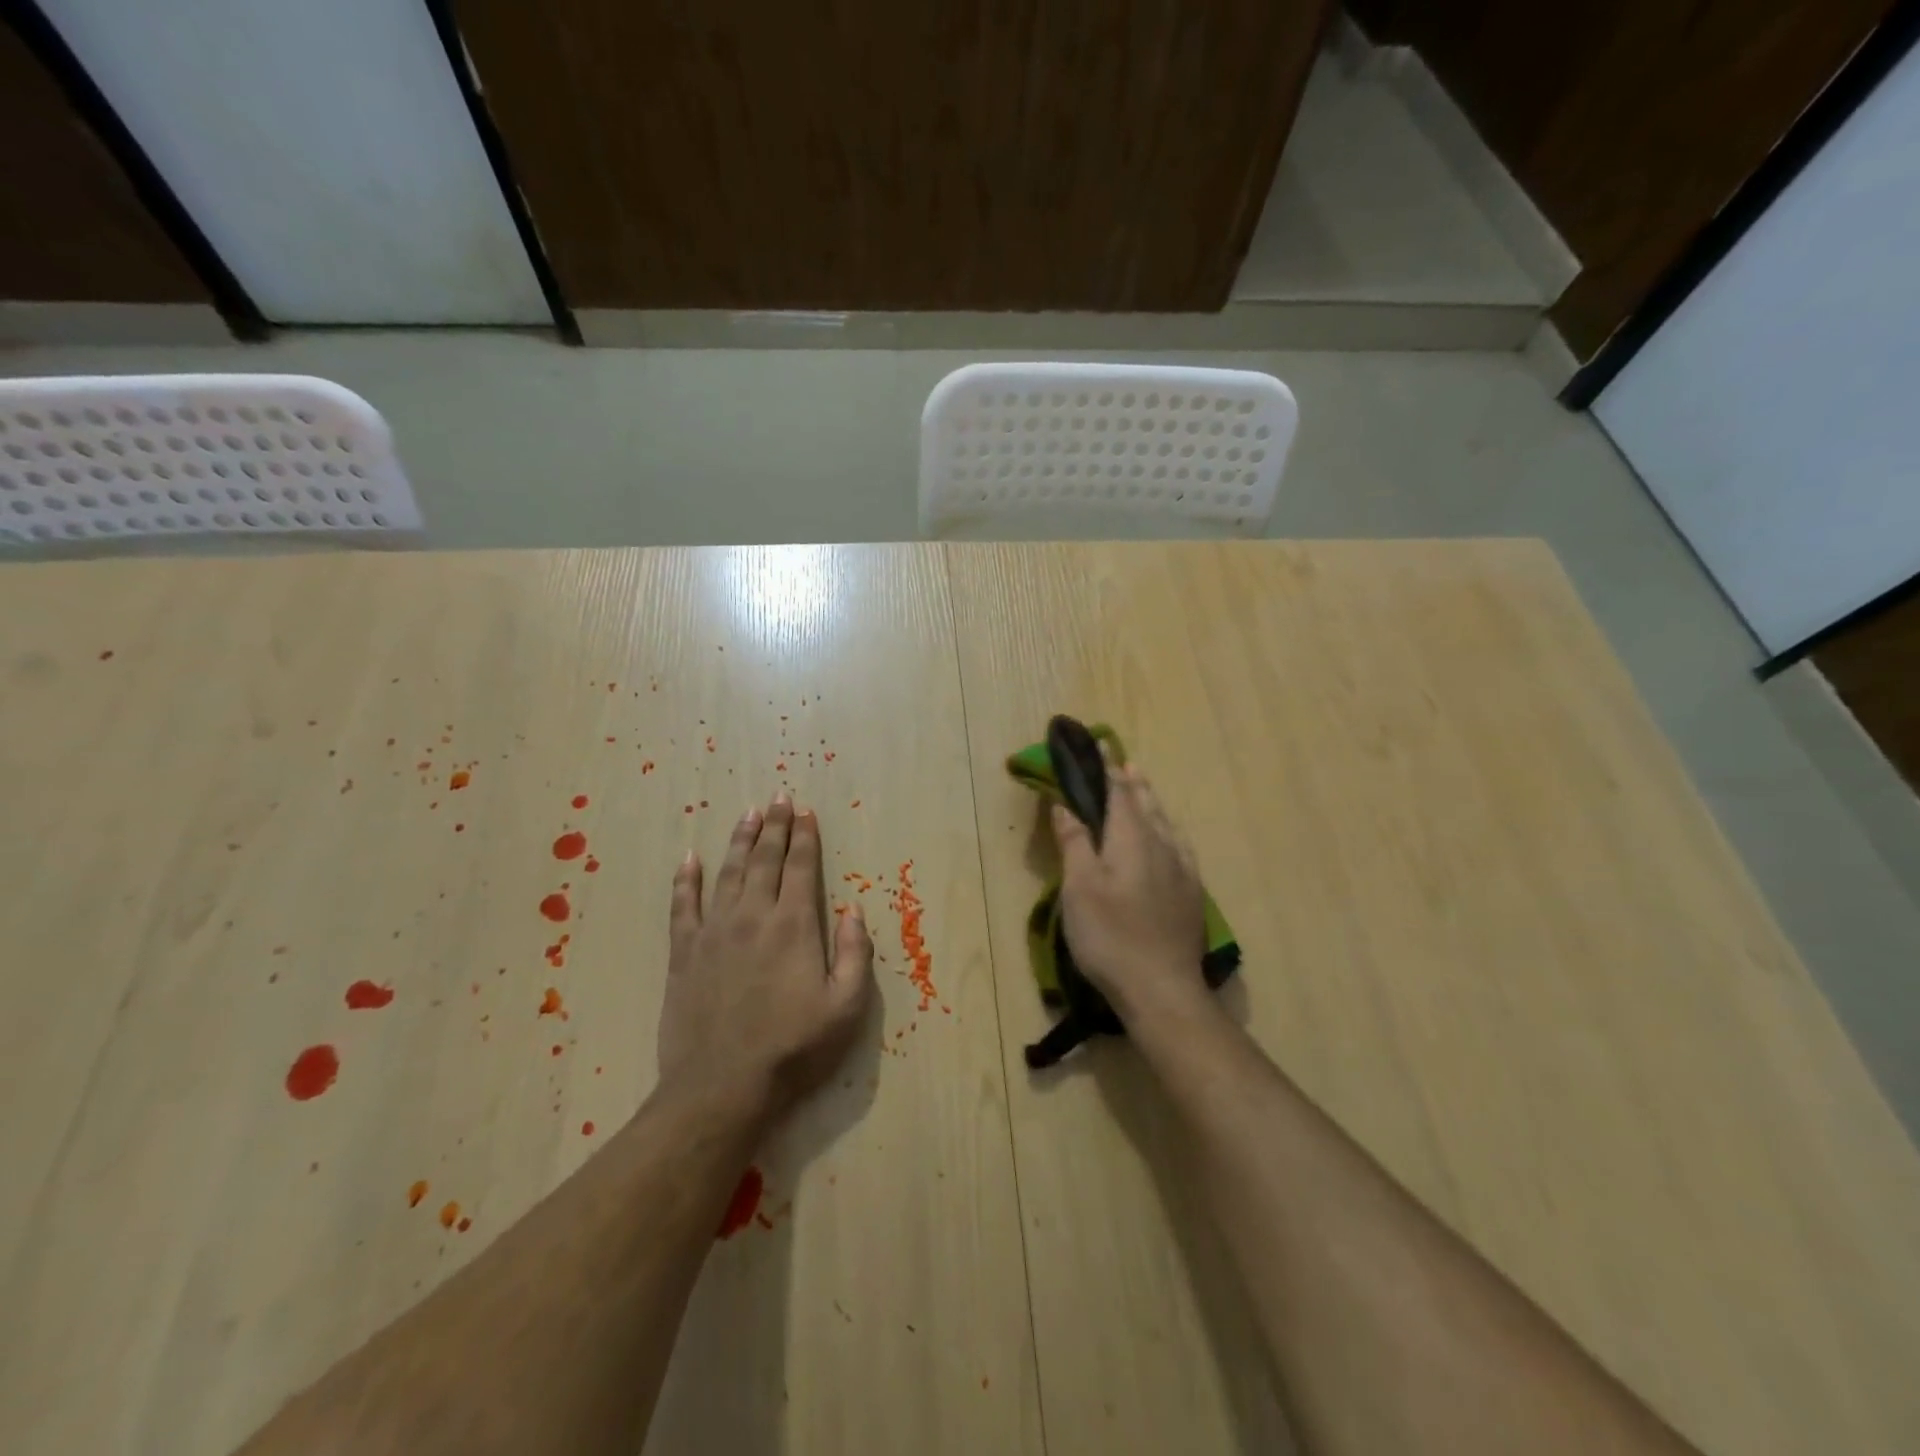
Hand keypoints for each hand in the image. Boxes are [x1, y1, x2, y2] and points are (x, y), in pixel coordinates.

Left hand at [659, 792, 875, 1125]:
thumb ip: (855, 954)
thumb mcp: (846, 1007)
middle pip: (765, 860)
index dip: (804, 837)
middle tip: (778, 797)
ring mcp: (714, 932)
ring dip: (739, 840)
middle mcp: (753, 916)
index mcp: (794, 926)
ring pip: (728, 873)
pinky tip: (689, 858)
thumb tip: (853, 910)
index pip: (801, 867)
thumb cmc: (793, 1049)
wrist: (722, 1087)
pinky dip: (686, 880)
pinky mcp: (684, 953)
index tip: (805, 811)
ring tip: (747, 814)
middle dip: (774, 826)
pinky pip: (683, 906)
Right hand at [1052, 765, 1207, 1023]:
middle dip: (1132, 782)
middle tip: (1123, 763)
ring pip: (1166, 824)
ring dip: (1151, 802)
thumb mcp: (1079, 886)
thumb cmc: (1110, 934)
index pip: (1119, 792)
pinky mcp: (1191, 894)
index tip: (1098, 747)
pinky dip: (1167, 830)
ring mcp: (1182, 870)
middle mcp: (1162, 845)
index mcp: (1132, 838)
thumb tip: (1065, 804)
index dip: (1106, 769)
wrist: (1161, 989)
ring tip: (1143, 790)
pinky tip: (1169, 841)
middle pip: (1147, 804)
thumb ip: (1074, 841)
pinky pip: (1179, 846)